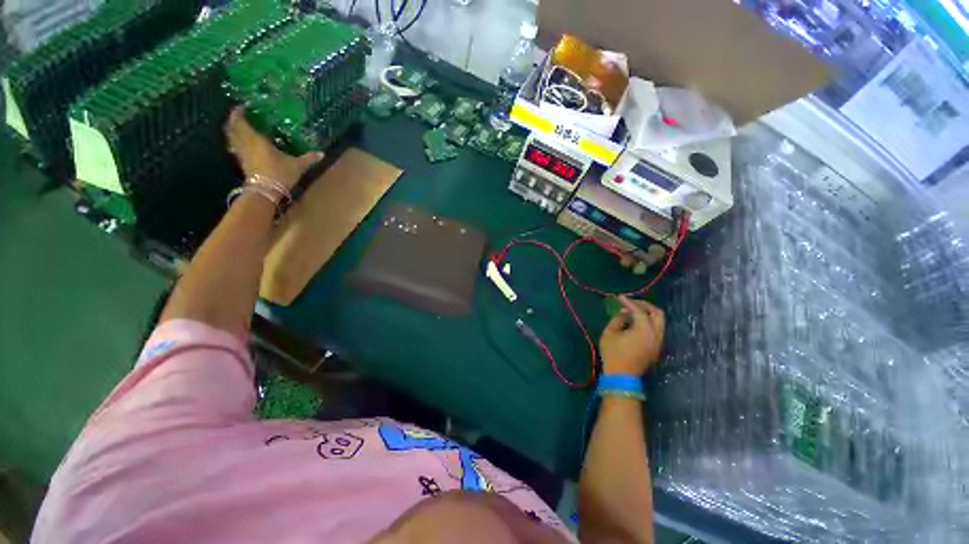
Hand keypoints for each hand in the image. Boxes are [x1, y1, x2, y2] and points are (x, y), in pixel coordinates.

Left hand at [224, 107, 323, 190]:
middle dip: (234, 120)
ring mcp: (241, 154)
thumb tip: (322, 154)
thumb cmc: (279, 174)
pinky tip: (244, 144)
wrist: (265, 191)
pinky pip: (235, 148)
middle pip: (232, 127)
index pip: (241, 121)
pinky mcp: (242, 163)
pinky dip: (236, 142)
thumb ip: (308, 158)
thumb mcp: (297, 165)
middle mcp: (245, 143)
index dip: (239, 112)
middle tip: (241, 115)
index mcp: (256, 139)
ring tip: (241, 128)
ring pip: (231, 138)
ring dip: (233, 131)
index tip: (244, 106)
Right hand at [599, 296, 664, 375]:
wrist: (621, 376)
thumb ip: (618, 319)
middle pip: (657, 313)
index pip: (639, 310)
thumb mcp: (609, 333)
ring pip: (659, 322)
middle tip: (631, 303)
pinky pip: (656, 330)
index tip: (619, 297)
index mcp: (644, 330)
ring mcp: (658, 342)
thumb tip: (625, 312)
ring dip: (648, 314)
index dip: (629, 302)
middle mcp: (656, 334)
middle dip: (645, 305)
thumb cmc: (613, 353)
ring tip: (633, 311)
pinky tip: (636, 323)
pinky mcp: (656, 348)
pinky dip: (648, 322)